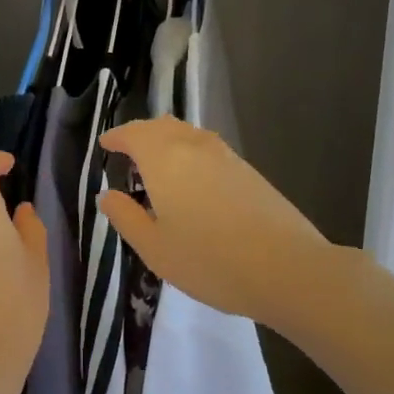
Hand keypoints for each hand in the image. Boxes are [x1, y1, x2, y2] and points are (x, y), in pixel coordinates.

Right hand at [98, 116, 330, 333]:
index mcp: (164, 159)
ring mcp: (225, 155)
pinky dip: (190, 153)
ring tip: (158, 165)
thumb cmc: (210, 260)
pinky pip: (208, 148)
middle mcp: (193, 147)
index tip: (106, 144)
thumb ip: (126, 218)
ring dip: (167, 141)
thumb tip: (107, 195)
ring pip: (187, 135)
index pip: (134, 134)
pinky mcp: (248, 170)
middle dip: (141, 134)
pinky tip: (193, 180)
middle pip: (162, 126)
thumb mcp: (155, 248)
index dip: (118, 137)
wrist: (287, 267)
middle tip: (128, 152)